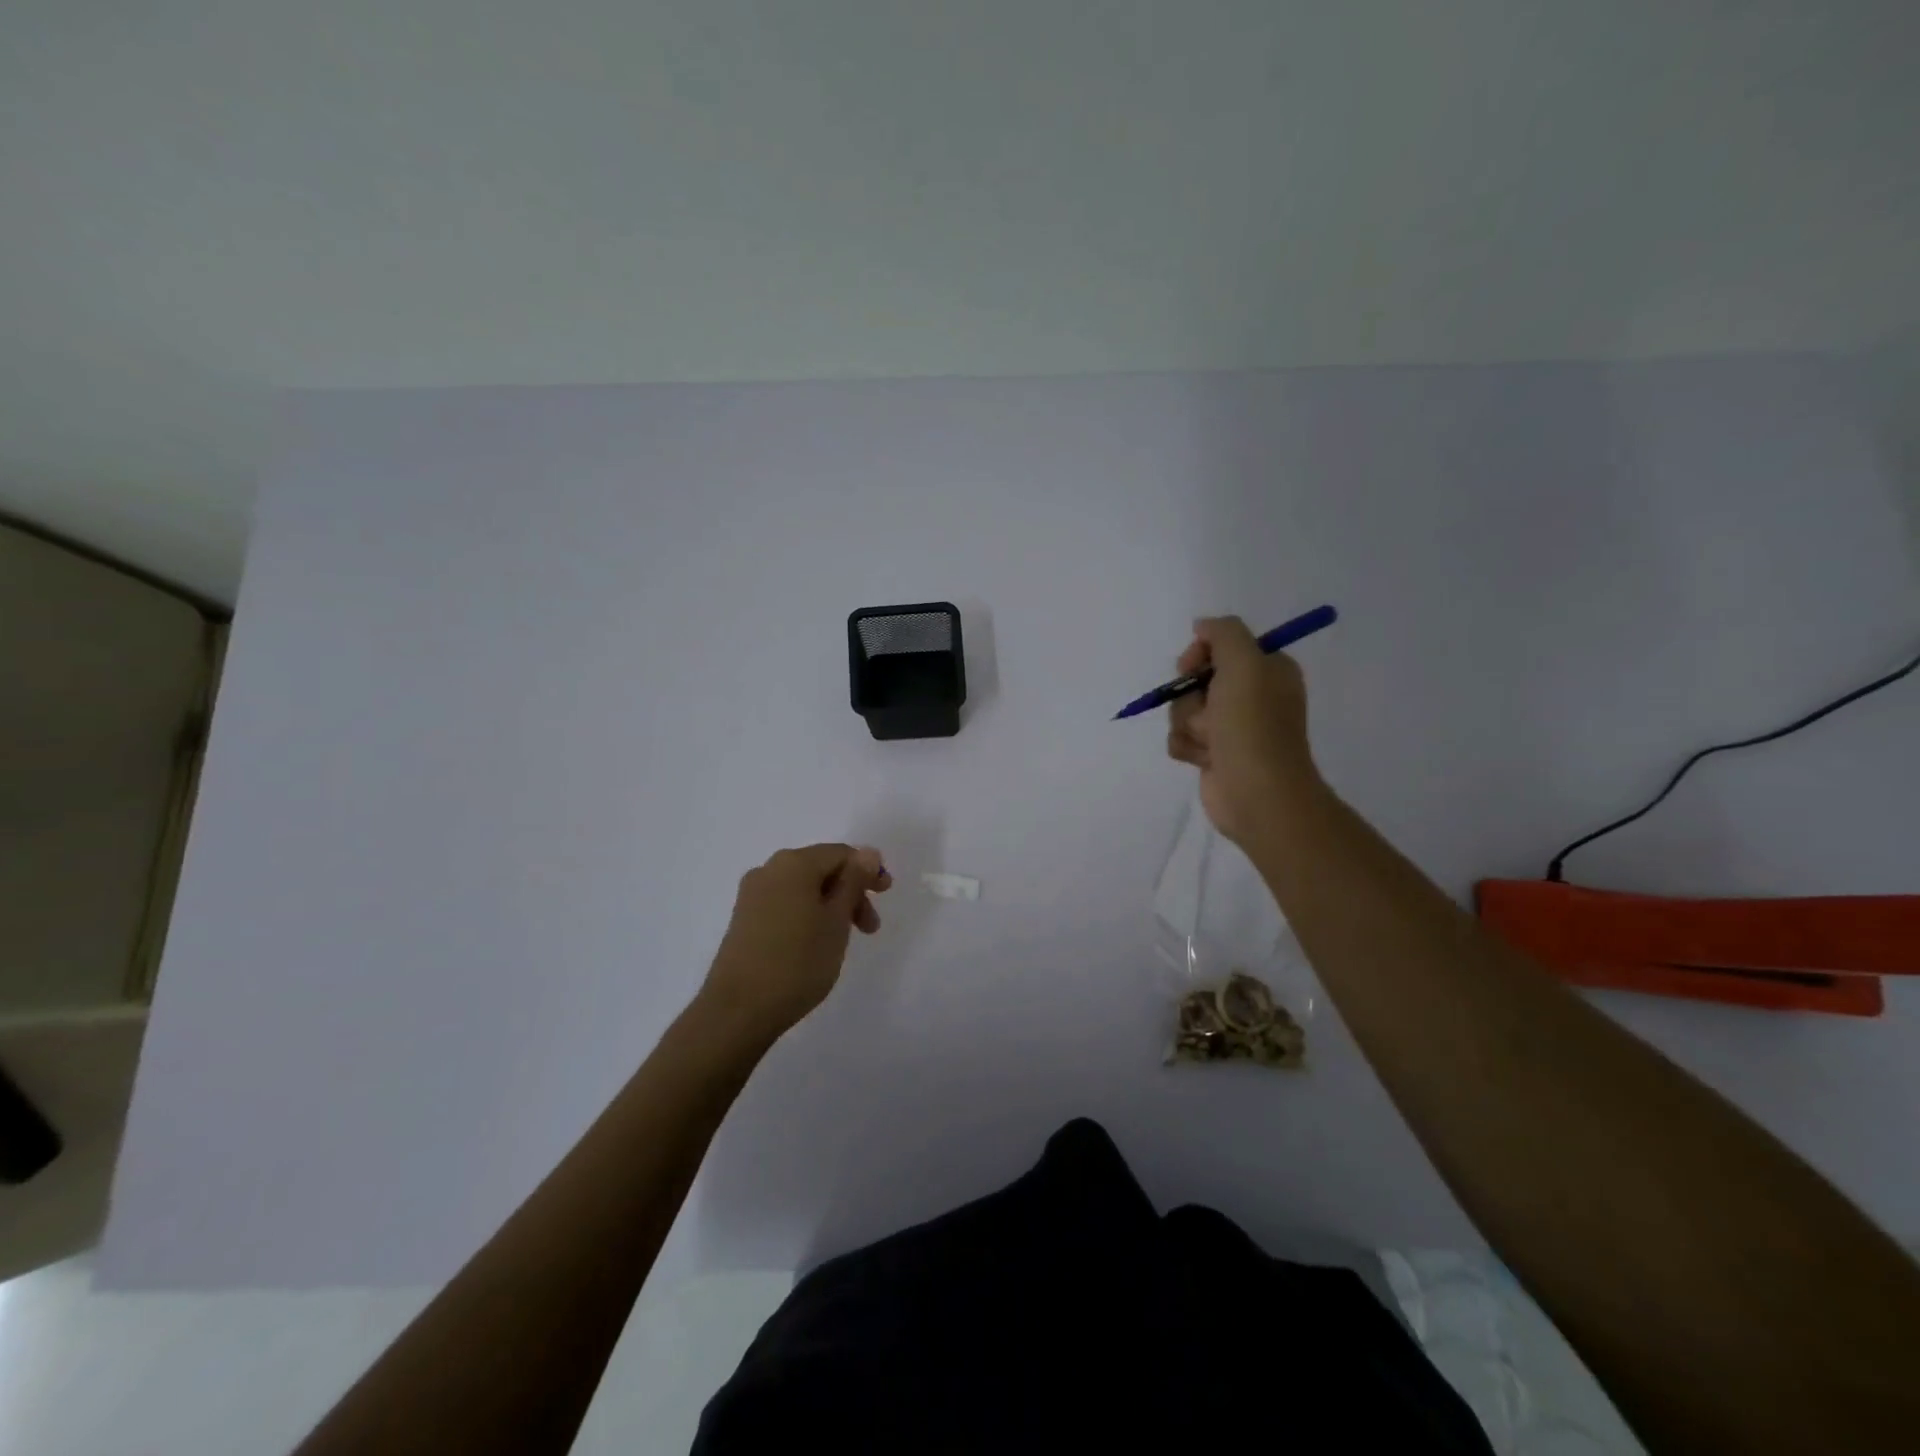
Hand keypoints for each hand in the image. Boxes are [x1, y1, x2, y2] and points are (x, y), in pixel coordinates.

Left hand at [698, 844, 890, 1043]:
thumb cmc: (797, 962)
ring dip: (830, 906)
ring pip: (803, 888)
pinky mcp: (743, 918)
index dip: (868, 871)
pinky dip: (808, 914)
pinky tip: (815, 942)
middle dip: (850, 892)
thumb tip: (868, 852)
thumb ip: (854, 882)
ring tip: (844, 940)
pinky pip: (785, 903)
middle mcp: (769, 869)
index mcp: (794, 863)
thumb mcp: (836, 920)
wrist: (738, 1010)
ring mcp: (752, 894)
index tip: (885, 897)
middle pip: (821, 868)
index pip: (841, 853)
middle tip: (869, 927)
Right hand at [1166, 616, 1321, 843]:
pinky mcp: (1213, 754)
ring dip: (1188, 724)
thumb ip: (1223, 632)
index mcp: (1267, 670)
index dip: (1200, 655)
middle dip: (1191, 697)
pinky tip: (1203, 759)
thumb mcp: (1244, 662)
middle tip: (1210, 714)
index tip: (1192, 667)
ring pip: (1183, 710)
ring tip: (1209, 742)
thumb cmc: (1252, 725)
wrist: (1256, 792)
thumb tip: (1202, 626)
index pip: (1220, 646)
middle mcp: (1251, 695)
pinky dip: (1186, 747)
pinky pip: (1180, 738)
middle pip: (1195, 680)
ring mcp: (1231, 727)